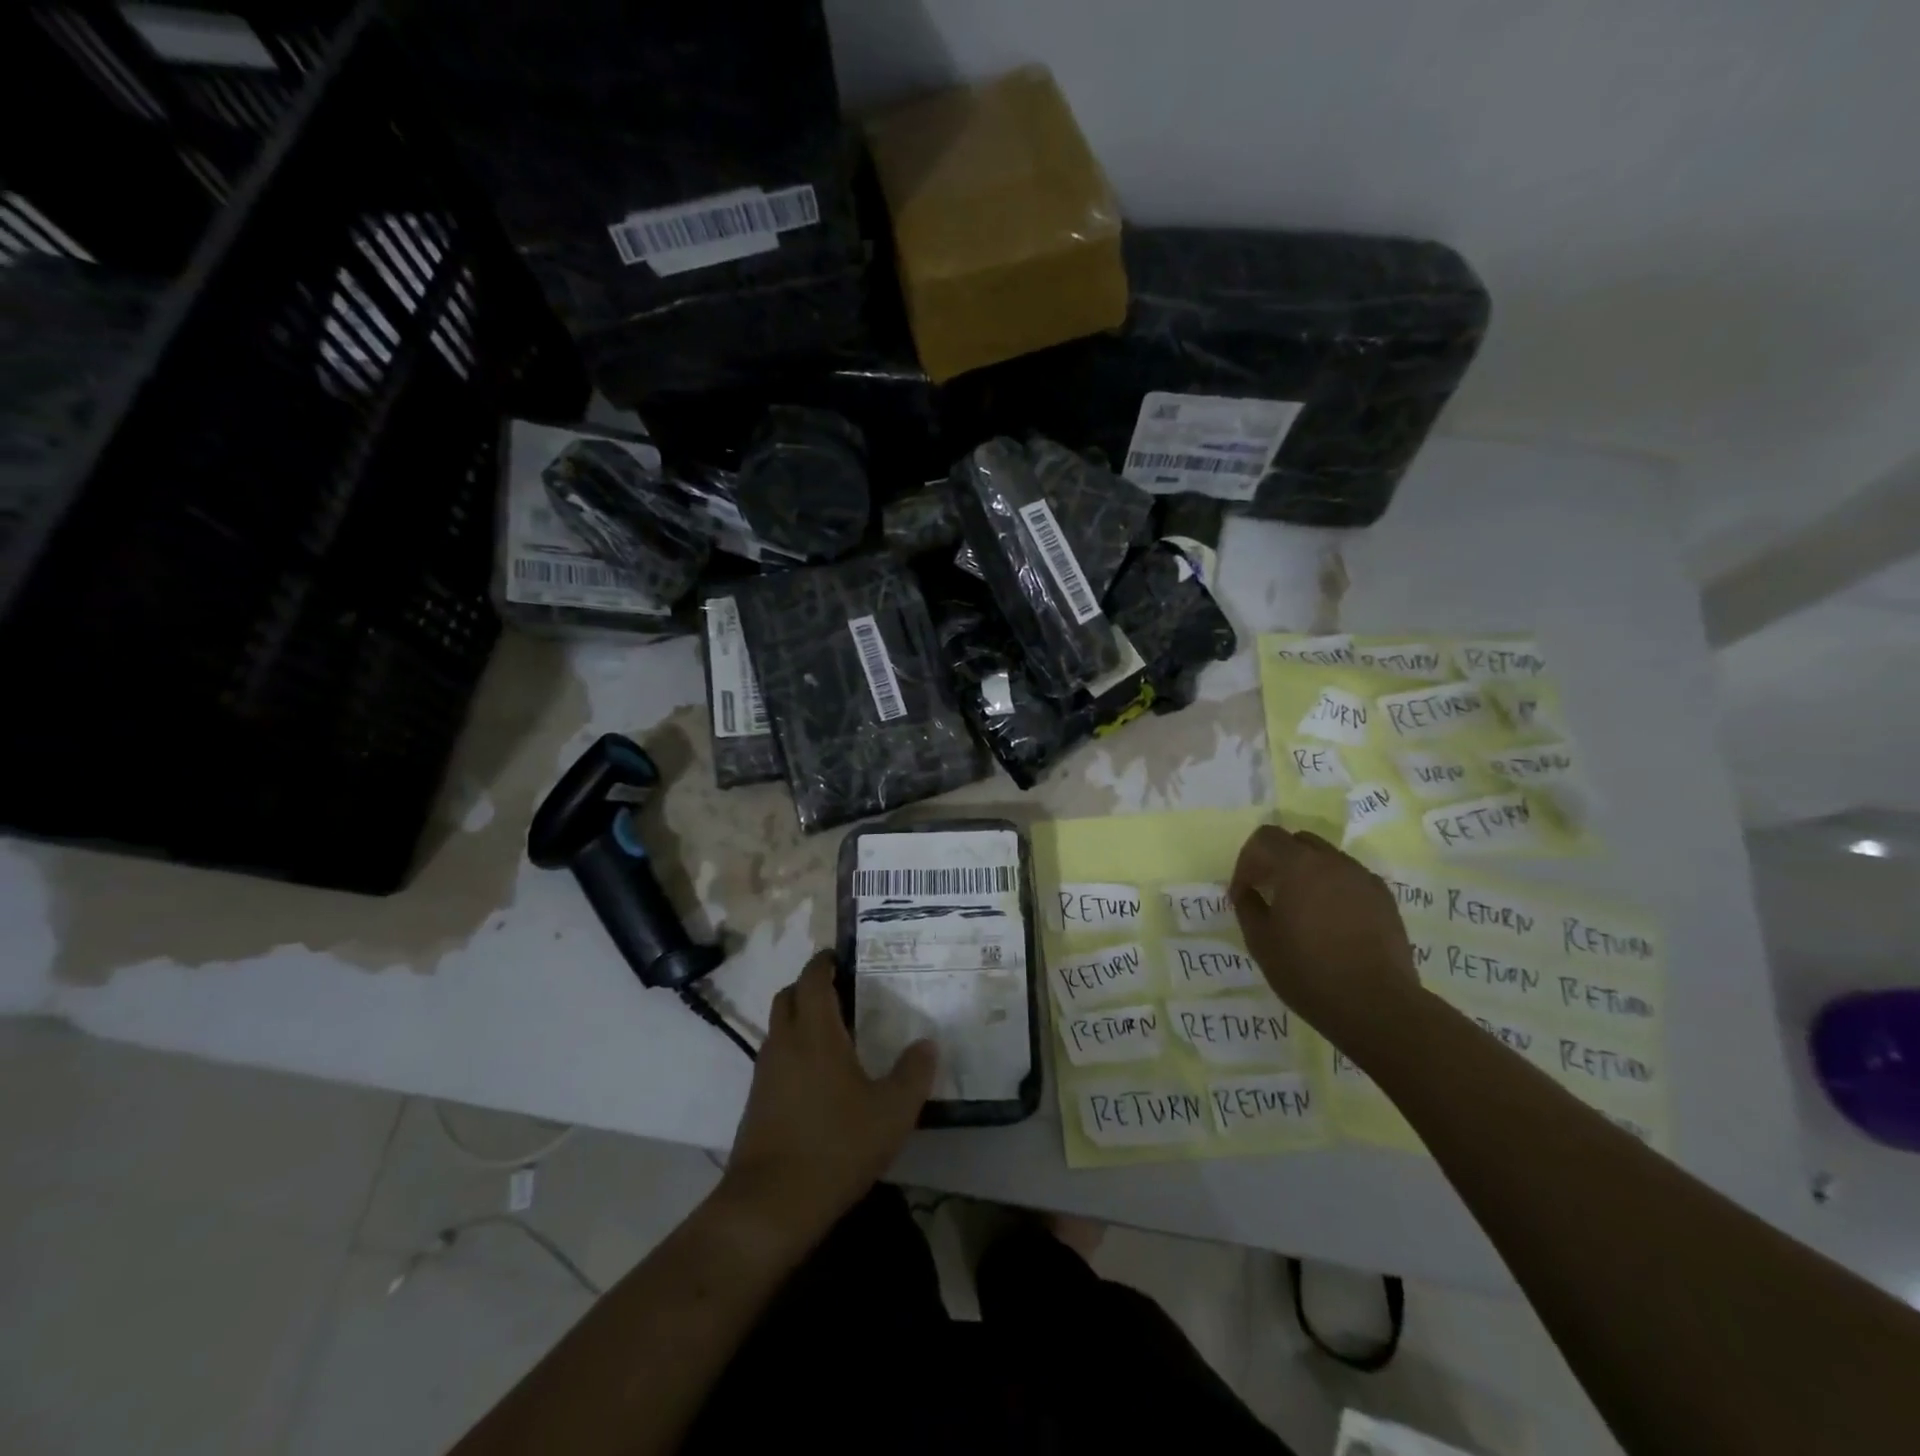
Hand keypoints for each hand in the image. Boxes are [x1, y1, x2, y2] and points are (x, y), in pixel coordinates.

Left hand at [719, 952, 935, 1246]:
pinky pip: (776, 1057)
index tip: (842, 956)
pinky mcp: (756, 1101)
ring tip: (836, 1031)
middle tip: (843, 991)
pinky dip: (794, 1049)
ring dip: (800, 1018)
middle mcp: (784, 1042)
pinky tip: (820, 1075)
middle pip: (788, 996)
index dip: (824, 962)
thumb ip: (913, 1073)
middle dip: (810, 985)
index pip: (812, 978)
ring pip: (779, 1027)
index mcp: (815, 1032)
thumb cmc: (836, 1146)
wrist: (770, 1205)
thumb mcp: (891, 1112)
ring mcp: (765, 1072)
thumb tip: (927, 1043)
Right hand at [1230, 825, 1420, 1052]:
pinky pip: (1350, 880)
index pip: (1266, 837)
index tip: (1244, 892)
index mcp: (1299, 865)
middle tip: (1269, 893)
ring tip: (1302, 911)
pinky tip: (1331, 923)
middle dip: (1278, 861)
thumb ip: (1248, 906)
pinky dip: (1334, 889)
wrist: (1377, 1006)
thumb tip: (1247, 891)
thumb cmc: (1309, 972)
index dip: (1247, 860)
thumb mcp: (1261, 942)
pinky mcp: (1385, 900)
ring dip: (1307, 874)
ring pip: (1327, 860)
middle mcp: (1334, 862)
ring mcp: (1364, 879)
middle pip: (1298, 842)